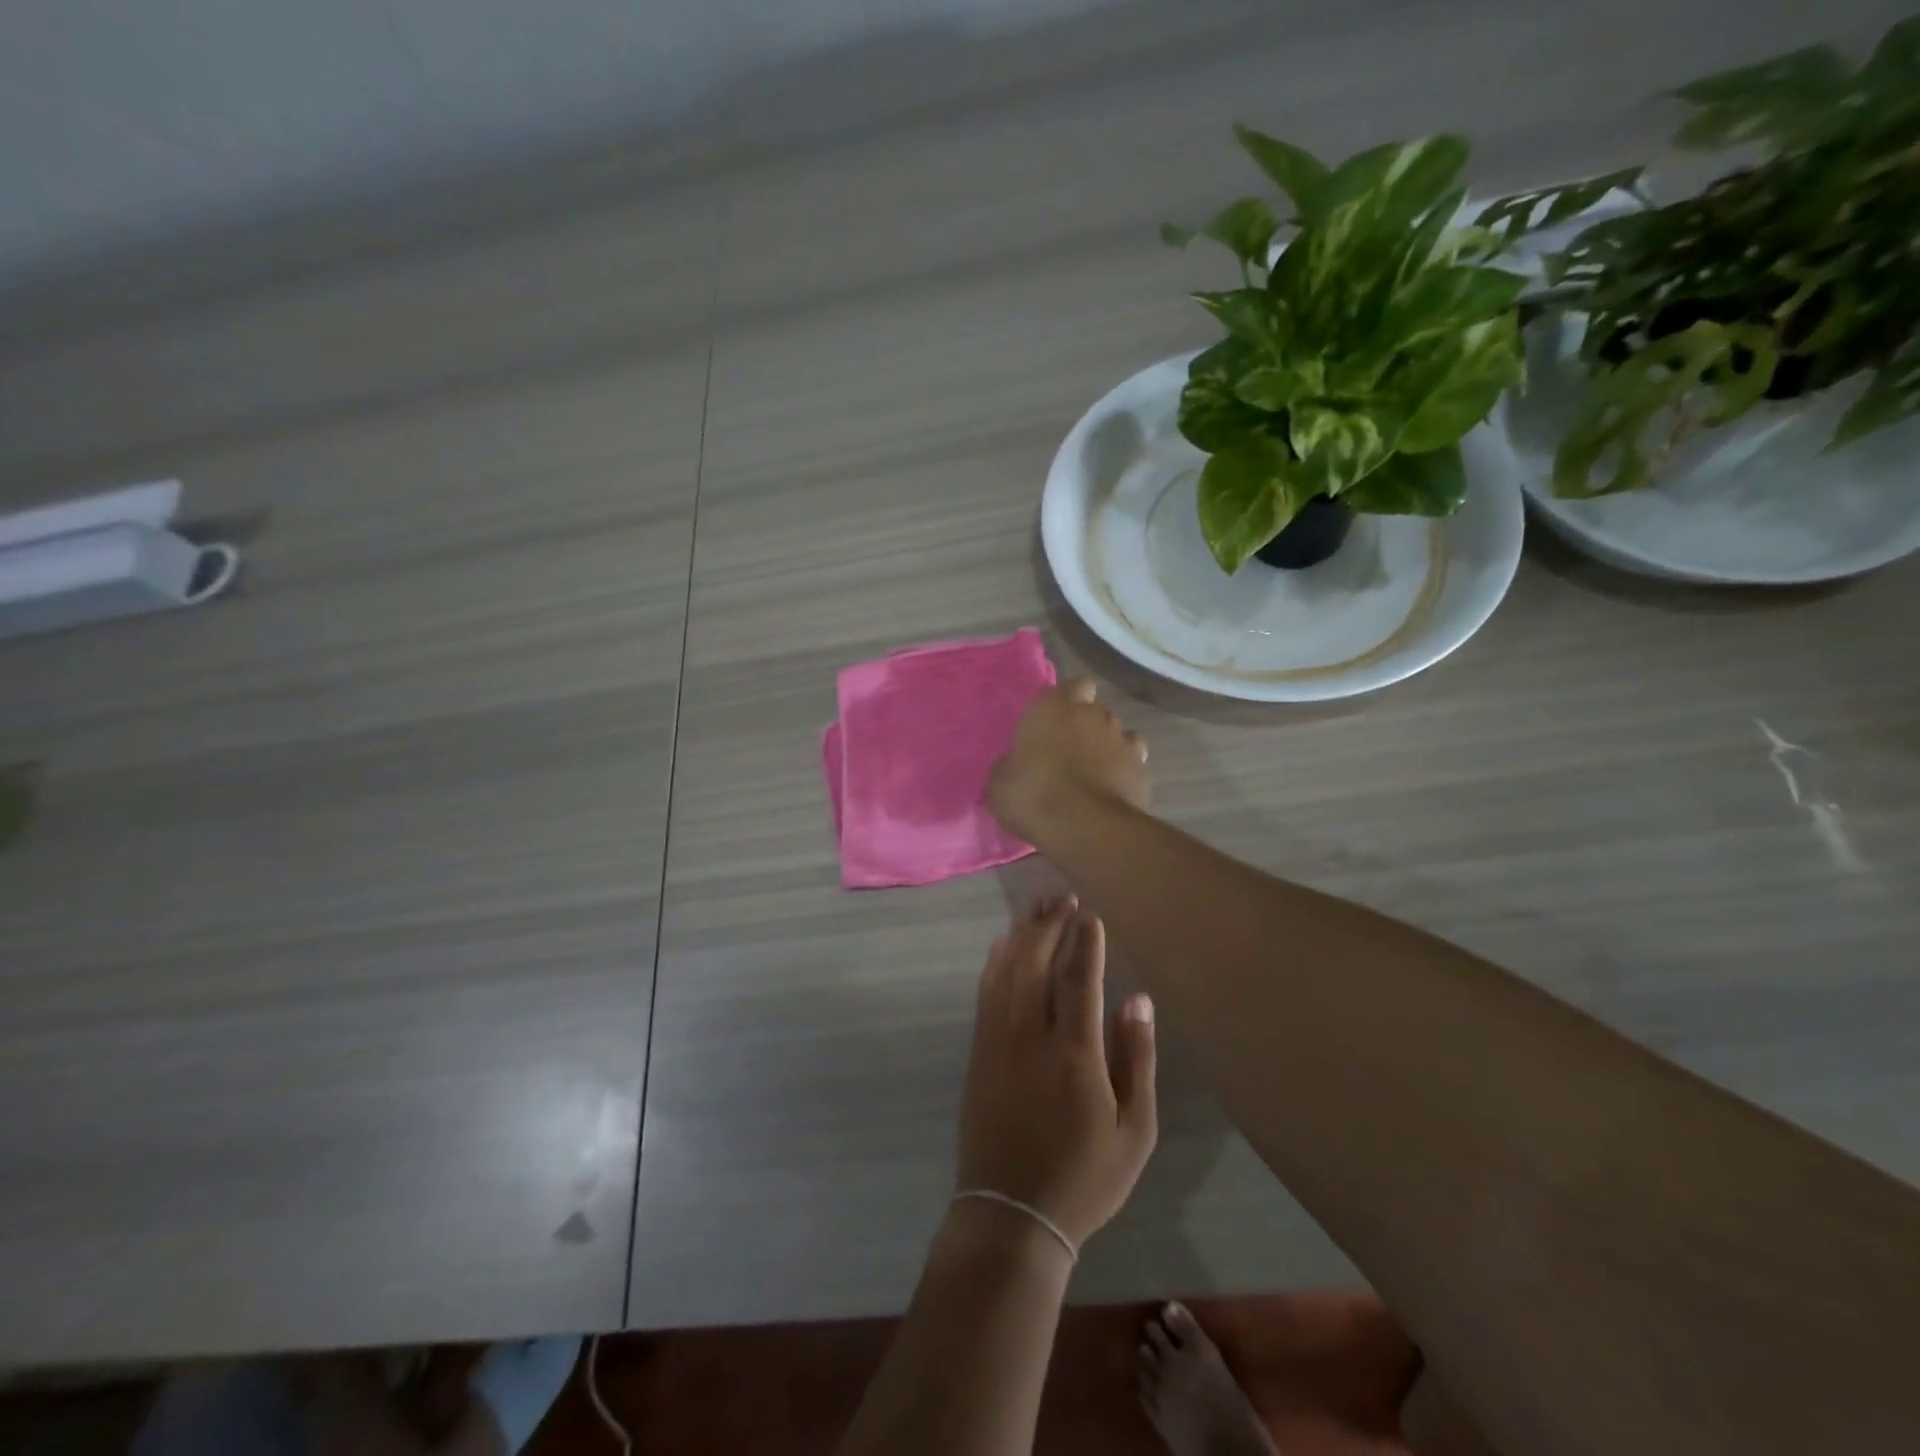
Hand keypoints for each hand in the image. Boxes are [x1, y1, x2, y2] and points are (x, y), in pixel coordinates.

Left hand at [954, 899, 1157, 1248]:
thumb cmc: (1084, 1177)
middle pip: (1037, 962)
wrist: (1011, 1213)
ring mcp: (997, 1040)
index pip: (1079, 977)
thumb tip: (1138, 998)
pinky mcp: (978, 1052)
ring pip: (1007, 970)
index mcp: (1074, 1052)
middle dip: (1050, 924)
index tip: (1091, 912)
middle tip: (1063, 896)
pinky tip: (1003, 944)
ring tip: (1037, 906)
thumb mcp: (1135, 1131)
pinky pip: (986, 993)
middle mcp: (1031, 1034)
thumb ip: (1136, 1058)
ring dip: (1022, 934)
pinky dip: (995, 961)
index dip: (1085, 940)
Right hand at [988, 679, 1150, 846]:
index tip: (1057, 721)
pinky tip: (1111, 793)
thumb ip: (1011, 764)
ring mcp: (1124, 741)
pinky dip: (1124, 775)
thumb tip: (1013, 765)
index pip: (1074, 686)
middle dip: (1087, 728)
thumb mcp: (1001, 781)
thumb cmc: (1032, 794)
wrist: (1084, 827)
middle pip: (1096, 712)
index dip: (1069, 701)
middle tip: (1070, 753)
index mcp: (1055, 706)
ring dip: (1108, 749)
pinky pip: (1133, 765)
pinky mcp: (1143, 771)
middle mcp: (1094, 715)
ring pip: (1119, 736)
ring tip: (1093, 775)